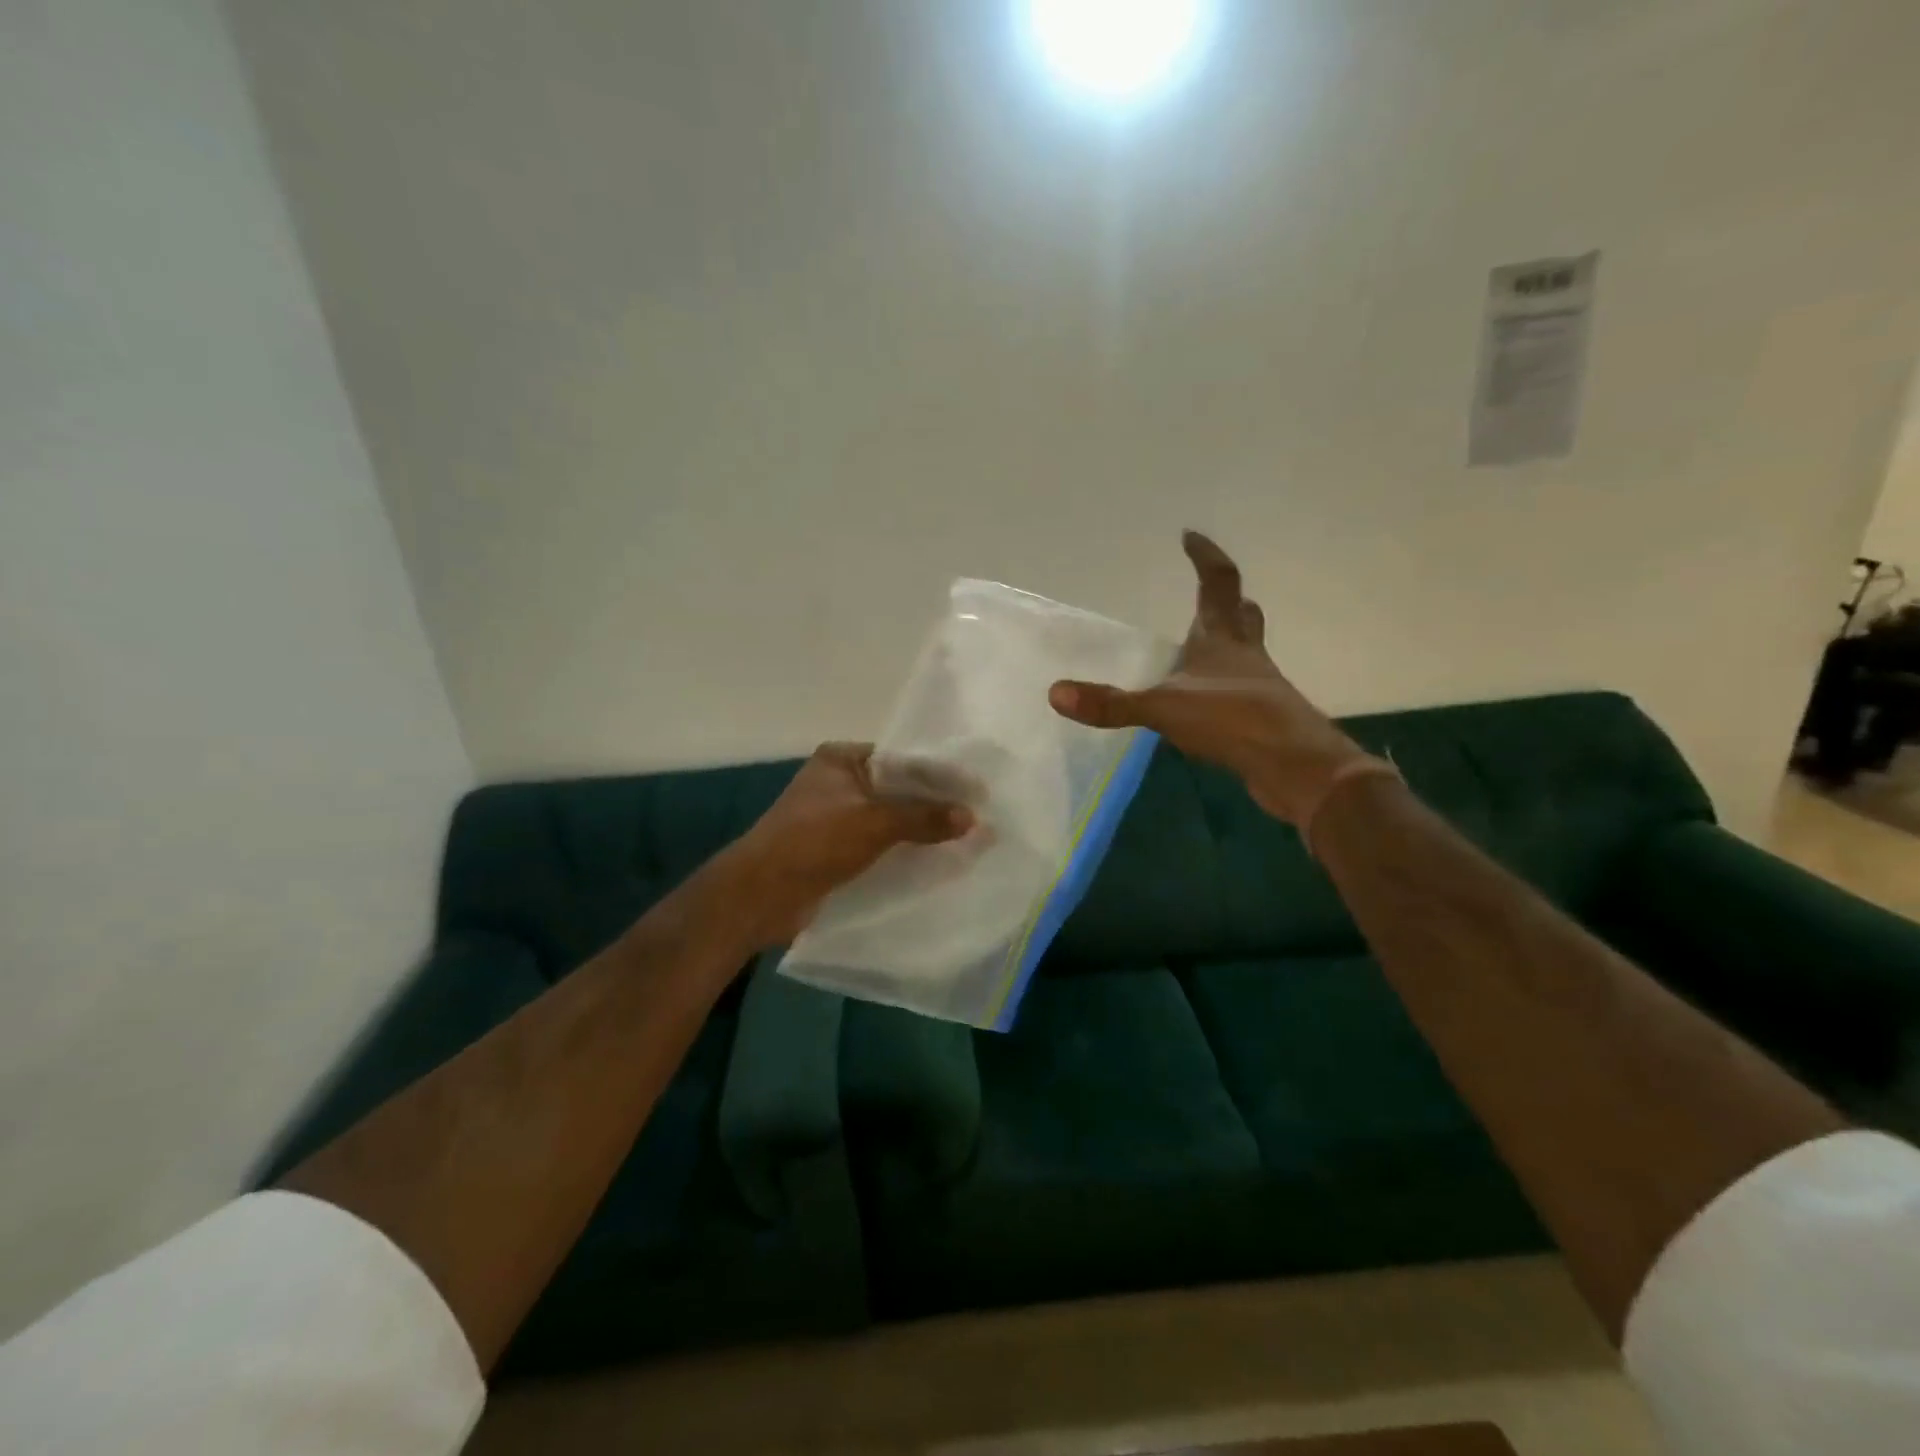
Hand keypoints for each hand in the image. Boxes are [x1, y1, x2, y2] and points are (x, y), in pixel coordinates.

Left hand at [724, 742, 973, 946]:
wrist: (760, 896)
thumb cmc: (814, 842)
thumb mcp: (874, 822)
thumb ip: (924, 817)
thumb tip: (973, 818)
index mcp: (841, 759)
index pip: (901, 758)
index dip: (938, 774)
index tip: (977, 789)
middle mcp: (839, 783)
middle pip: (898, 790)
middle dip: (934, 805)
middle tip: (979, 817)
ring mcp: (837, 818)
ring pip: (890, 820)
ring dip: (921, 832)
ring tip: (967, 841)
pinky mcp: (837, 851)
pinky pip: (880, 846)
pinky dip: (904, 852)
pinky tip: (937, 861)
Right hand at [1048, 531, 1371, 824]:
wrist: (1297, 768)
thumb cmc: (1234, 721)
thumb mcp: (1164, 709)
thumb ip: (1111, 704)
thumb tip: (1055, 693)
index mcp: (1223, 639)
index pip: (1218, 583)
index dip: (1205, 557)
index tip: (1189, 536)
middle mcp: (1246, 655)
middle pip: (1242, 615)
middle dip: (1225, 600)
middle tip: (1206, 594)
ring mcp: (1259, 687)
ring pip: (1246, 652)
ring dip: (1227, 643)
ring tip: (1198, 648)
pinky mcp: (1263, 719)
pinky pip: (1242, 690)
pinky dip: (1224, 687)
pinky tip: (1204, 704)